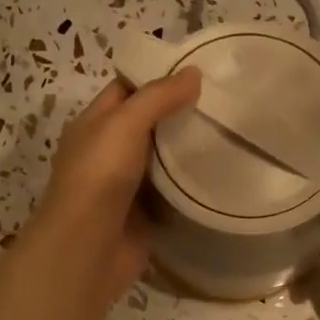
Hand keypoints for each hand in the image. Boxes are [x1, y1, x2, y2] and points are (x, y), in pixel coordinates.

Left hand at [30, 71, 201, 307]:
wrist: (87, 249)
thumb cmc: (99, 177)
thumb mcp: (125, 124)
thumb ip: (158, 97)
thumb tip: (194, 72)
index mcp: (93, 124)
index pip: (126, 89)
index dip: (157, 77)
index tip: (199, 70)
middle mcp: (107, 151)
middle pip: (147, 124)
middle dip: (180, 112)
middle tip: (224, 99)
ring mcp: (126, 185)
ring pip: (162, 158)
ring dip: (190, 148)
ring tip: (231, 129)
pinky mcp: (144, 214)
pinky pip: (172, 192)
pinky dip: (192, 183)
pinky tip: (222, 170)